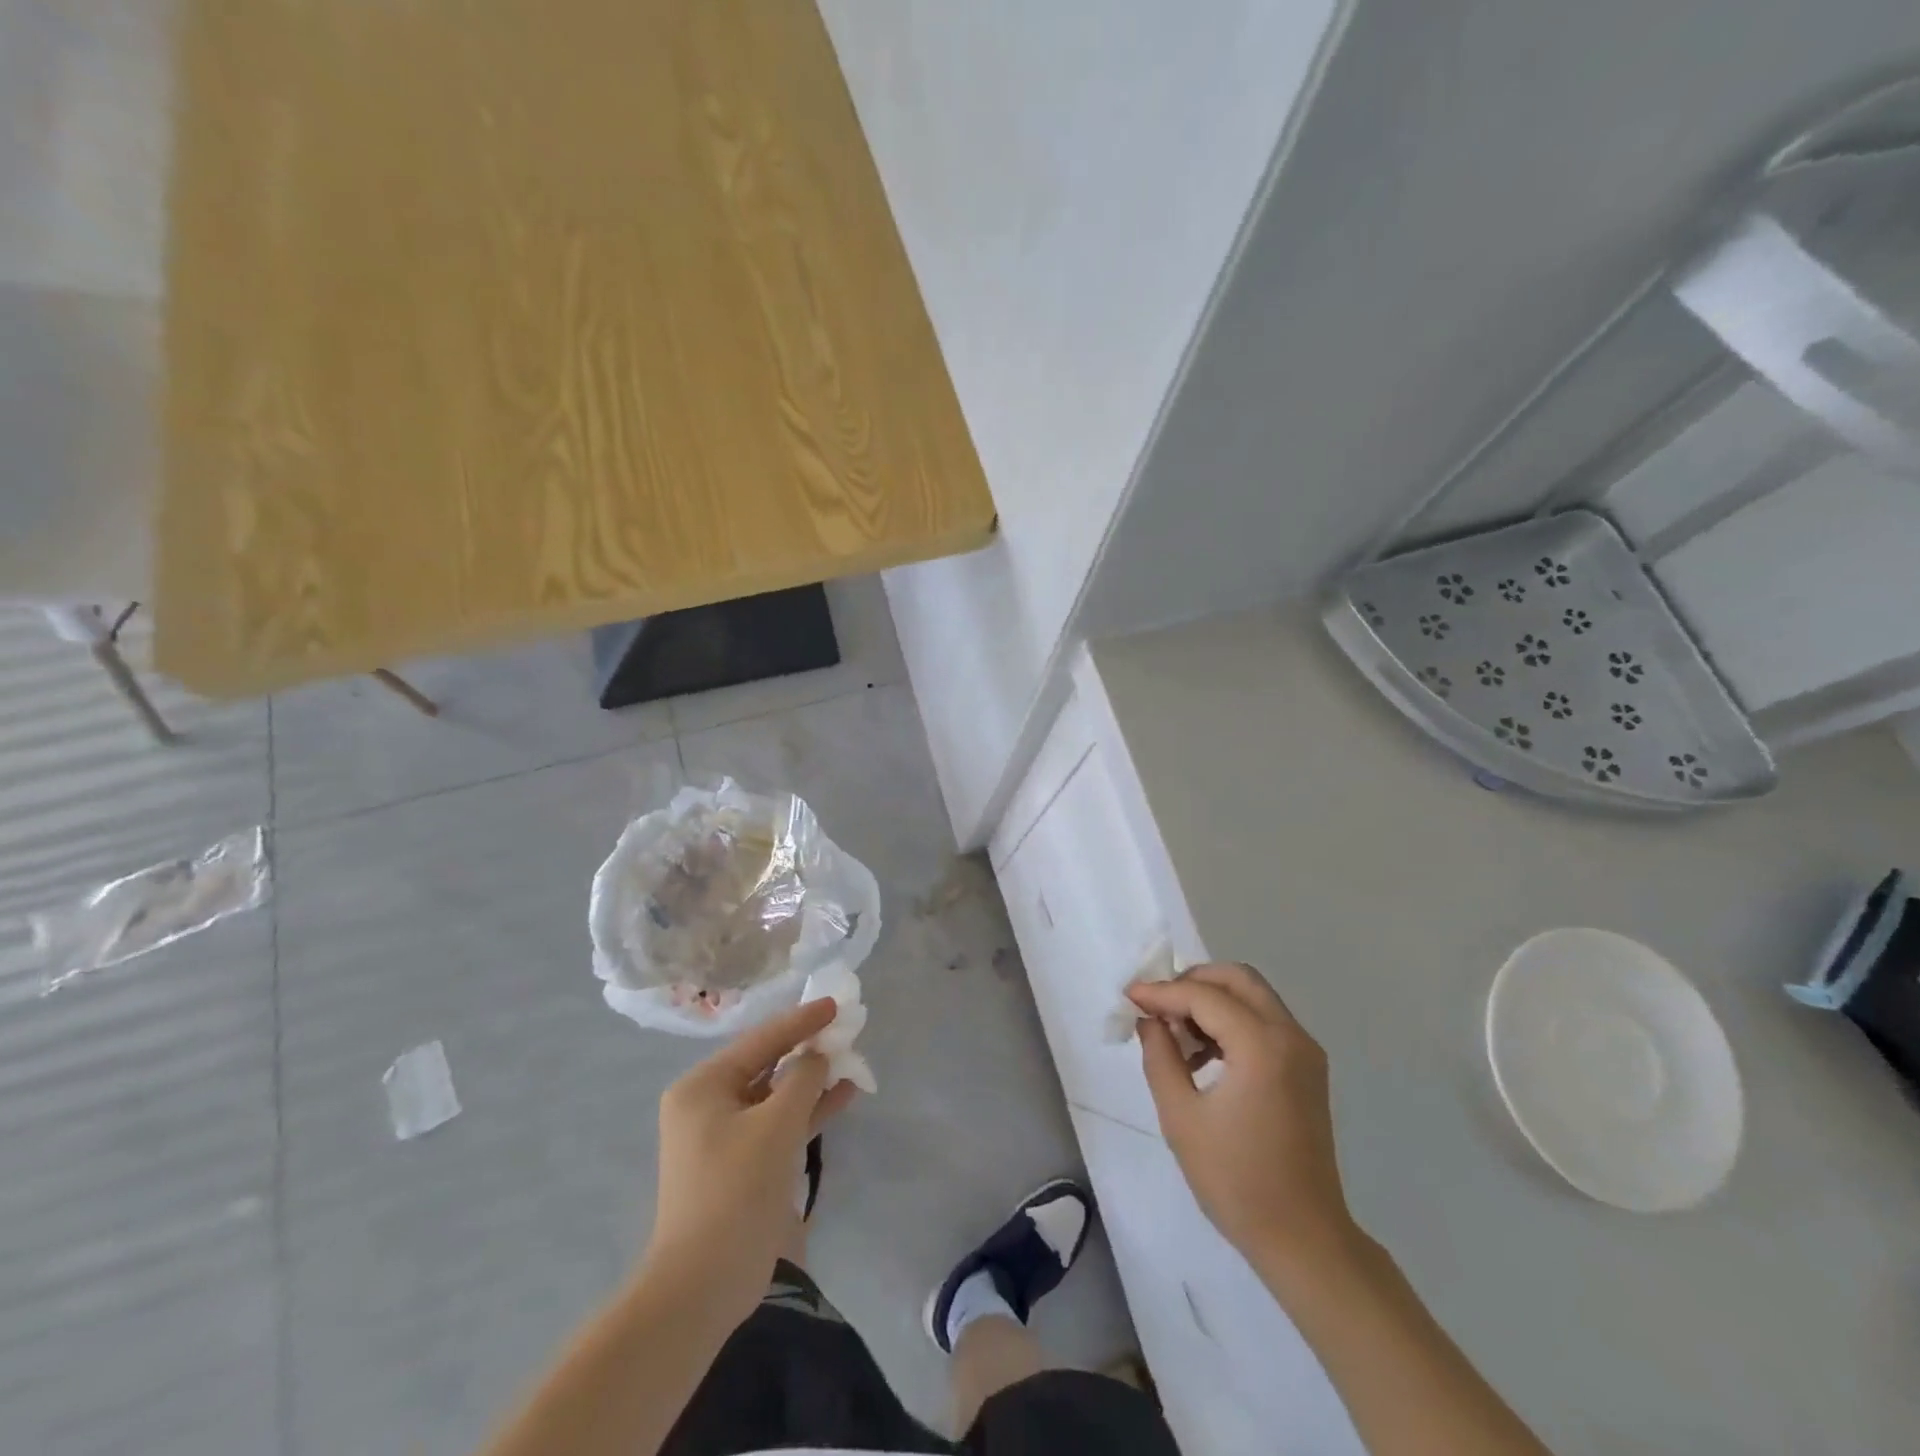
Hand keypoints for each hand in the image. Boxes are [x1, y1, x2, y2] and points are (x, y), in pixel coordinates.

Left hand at [643, 999, 857, 1322]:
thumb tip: (817, 1057)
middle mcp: (707, 1103)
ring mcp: (722, 1136)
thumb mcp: (777, 1125)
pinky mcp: (739, 1163)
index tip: (835, 1004)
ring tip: (851, 1062)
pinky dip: (806, 1111)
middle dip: (807, 1050)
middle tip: (845, 1031)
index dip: (801, 1021)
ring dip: (811, 1081)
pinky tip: (842, 1096)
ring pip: (775, 1094)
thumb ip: (802, 1080)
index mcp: (703, 1085)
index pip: (761, 1040)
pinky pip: (777, 1123)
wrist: (702, 1286)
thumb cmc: (736, 1190)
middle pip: (766, 1064)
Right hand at [1130, 964, 1360, 1281]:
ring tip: (1176, 1034)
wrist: (1304, 1239)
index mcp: (1262, 1046)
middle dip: (1193, 982)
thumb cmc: (1236, 1181)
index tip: (1130, 997)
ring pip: (1253, 997)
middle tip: (1158, 1006)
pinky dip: (1232, 1021)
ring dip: (1212, 1001)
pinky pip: (1265, 1022)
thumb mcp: (1181, 1117)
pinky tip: (1204, 1055)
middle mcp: (1290, 1036)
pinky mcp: (1307, 1069)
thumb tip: (1149, 1021)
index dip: (1162, 992)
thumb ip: (1160, 1057)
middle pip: (1238, 979)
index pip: (1204, 996)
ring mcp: (1305, 1052)